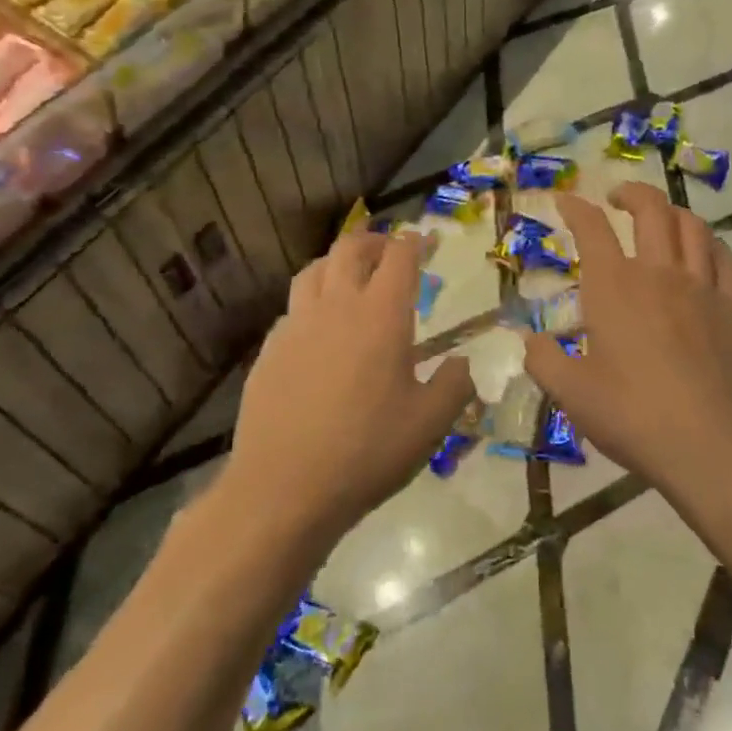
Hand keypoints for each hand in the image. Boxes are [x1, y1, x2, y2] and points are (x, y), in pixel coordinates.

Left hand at [231, 232, 473, 550]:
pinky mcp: (269, 351)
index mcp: (381, 315)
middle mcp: (336, 307)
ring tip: (351, 279)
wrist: (283, 490)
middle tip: (390, 252)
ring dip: (337, 264)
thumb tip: (462, 364)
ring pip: (313, 271)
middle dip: (374, 241)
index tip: (426, 242)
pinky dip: (311, 303)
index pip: (399, 257)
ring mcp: (296, 326)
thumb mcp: (430, 423)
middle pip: (350, 249)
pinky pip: (292, 309)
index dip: (415, 243)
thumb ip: (455, 384)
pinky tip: (319, 331)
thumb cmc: (367, 451)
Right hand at [521, 185, 731, 499]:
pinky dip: (711, 244)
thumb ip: (545, 362)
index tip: (565, 201)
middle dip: (632, 193)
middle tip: (617, 199)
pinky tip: (705, 252)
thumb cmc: (634, 416)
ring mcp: (703, 287)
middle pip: (651, 209)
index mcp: (614, 287)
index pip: (592, 229)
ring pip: (692, 227)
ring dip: (672, 212)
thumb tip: (531, 343)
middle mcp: (659, 273)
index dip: (575, 208)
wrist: (713, 445)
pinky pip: (726, 259)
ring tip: (660, 218)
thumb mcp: (572, 395)